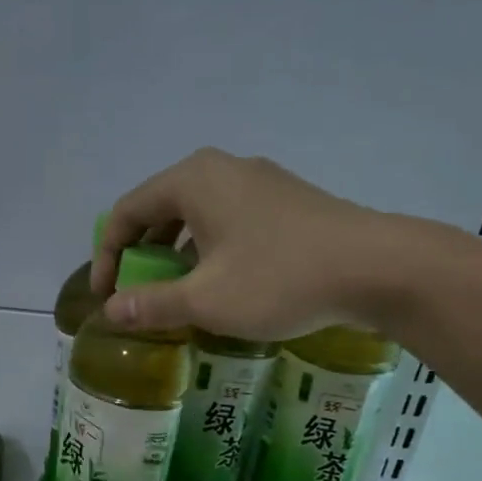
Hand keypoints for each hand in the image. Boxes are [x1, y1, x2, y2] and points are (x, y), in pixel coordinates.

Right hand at [93, 148, 425, 340]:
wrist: (376, 267)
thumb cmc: (279, 279)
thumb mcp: (205, 300)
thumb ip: (151, 304)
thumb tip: (110, 311)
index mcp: (193, 181)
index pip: (127, 212)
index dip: (107, 256)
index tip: (105, 297)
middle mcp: (222, 169)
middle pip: (160, 209)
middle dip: (140, 254)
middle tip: (136, 292)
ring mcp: (258, 181)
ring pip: (196, 214)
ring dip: (174, 253)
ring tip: (174, 290)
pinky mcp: (285, 200)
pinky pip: (227, 219)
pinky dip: (207, 248)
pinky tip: (221, 281)